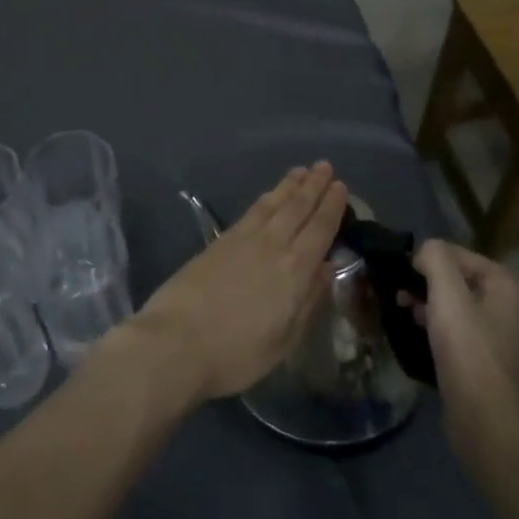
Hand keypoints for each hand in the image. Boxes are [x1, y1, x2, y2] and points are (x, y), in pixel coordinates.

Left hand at [129, 163, 345, 402]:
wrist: (177, 340)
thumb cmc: (236, 352)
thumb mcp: (283, 340)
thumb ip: (308, 301)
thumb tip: (325, 268)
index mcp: (295, 271)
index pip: (320, 230)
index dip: (332, 207)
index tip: (340, 187)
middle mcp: (273, 245)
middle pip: (297, 208)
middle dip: (313, 186)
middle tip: (324, 166)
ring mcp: (243, 239)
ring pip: (273, 203)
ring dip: (289, 185)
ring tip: (302, 170)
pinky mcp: (220, 240)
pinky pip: (251, 211)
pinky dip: (265, 198)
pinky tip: (269, 196)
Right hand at [407, 240, 518, 457]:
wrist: (485, 421)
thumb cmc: (467, 351)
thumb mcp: (447, 294)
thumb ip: (435, 259)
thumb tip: (423, 251)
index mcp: (503, 285)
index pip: (457, 254)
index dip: (427, 258)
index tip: (401, 272)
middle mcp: (504, 306)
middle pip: (455, 279)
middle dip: (424, 281)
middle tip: (397, 292)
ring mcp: (495, 336)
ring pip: (452, 306)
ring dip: (425, 303)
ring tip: (400, 310)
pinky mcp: (482, 361)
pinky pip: (454, 331)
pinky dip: (433, 327)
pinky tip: (414, 334)